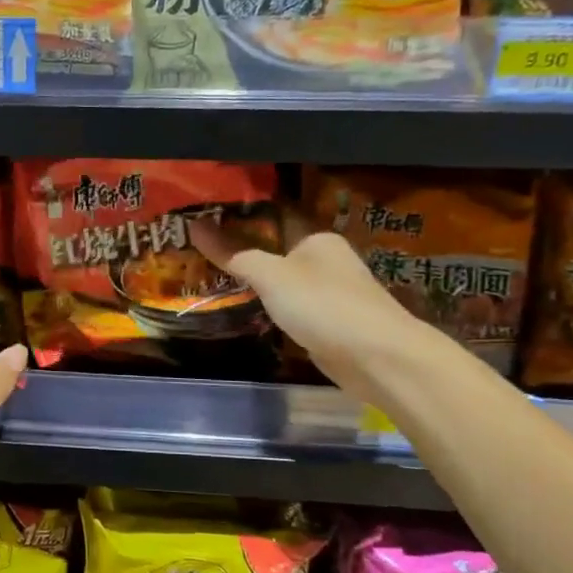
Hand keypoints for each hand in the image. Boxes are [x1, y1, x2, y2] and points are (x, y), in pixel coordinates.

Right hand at [190, 219, 433, 403]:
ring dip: (255, 280)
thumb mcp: (271, 275)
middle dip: (242, 249)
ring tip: (210, 275)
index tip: (205, 216)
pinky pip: (290, 306)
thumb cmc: (323, 304)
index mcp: (316, 237)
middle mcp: (325, 259)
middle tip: (198, 248)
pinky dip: (269, 306)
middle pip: (276, 248)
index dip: (240, 214)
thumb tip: (195, 226)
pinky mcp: (328, 322)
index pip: (273, 215)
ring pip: (282, 279)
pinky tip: (243, 307)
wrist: (377, 358)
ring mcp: (329, 292)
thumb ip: (233, 253)